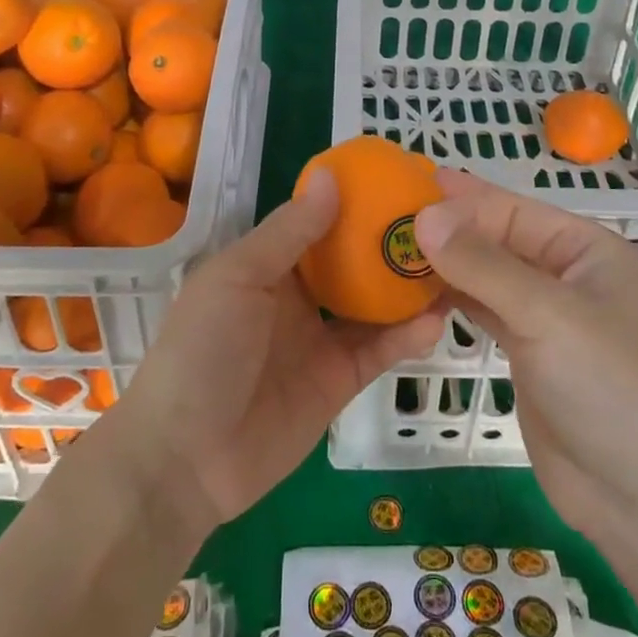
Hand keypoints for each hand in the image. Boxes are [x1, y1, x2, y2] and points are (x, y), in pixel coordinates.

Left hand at [112, 171, 446, 533]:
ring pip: (374, 304)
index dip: (354, 202)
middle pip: (353, 261)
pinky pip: (380, 350)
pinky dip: (408, 336)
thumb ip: (288, 232)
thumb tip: (332, 177)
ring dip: (408, 287)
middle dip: (390, 242)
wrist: (185, 458)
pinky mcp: (341, 381)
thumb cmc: (201, 348)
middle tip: (438, 221)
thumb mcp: (238, 278)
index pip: (319, 222)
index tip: (397, 180)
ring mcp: (322, 338)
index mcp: (269, 264)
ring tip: (452, 264)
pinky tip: (436, 319)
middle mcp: (299, 296)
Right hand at [415, 170, 637, 552]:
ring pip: (484, 272)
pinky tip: (413, 290)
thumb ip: (482, 263)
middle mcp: (564, 272)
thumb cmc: (605, 388)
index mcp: (584, 248)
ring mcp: (544, 313)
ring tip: (388, 248)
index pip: (511, 209)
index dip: (459, 199)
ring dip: (443, 262)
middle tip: (383, 217)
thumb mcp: (545, 315)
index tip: (402, 189)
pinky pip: (481, 307)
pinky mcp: (525, 349)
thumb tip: (424, 215)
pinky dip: (449, 297)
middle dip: (446, 228)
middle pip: (496, 237)